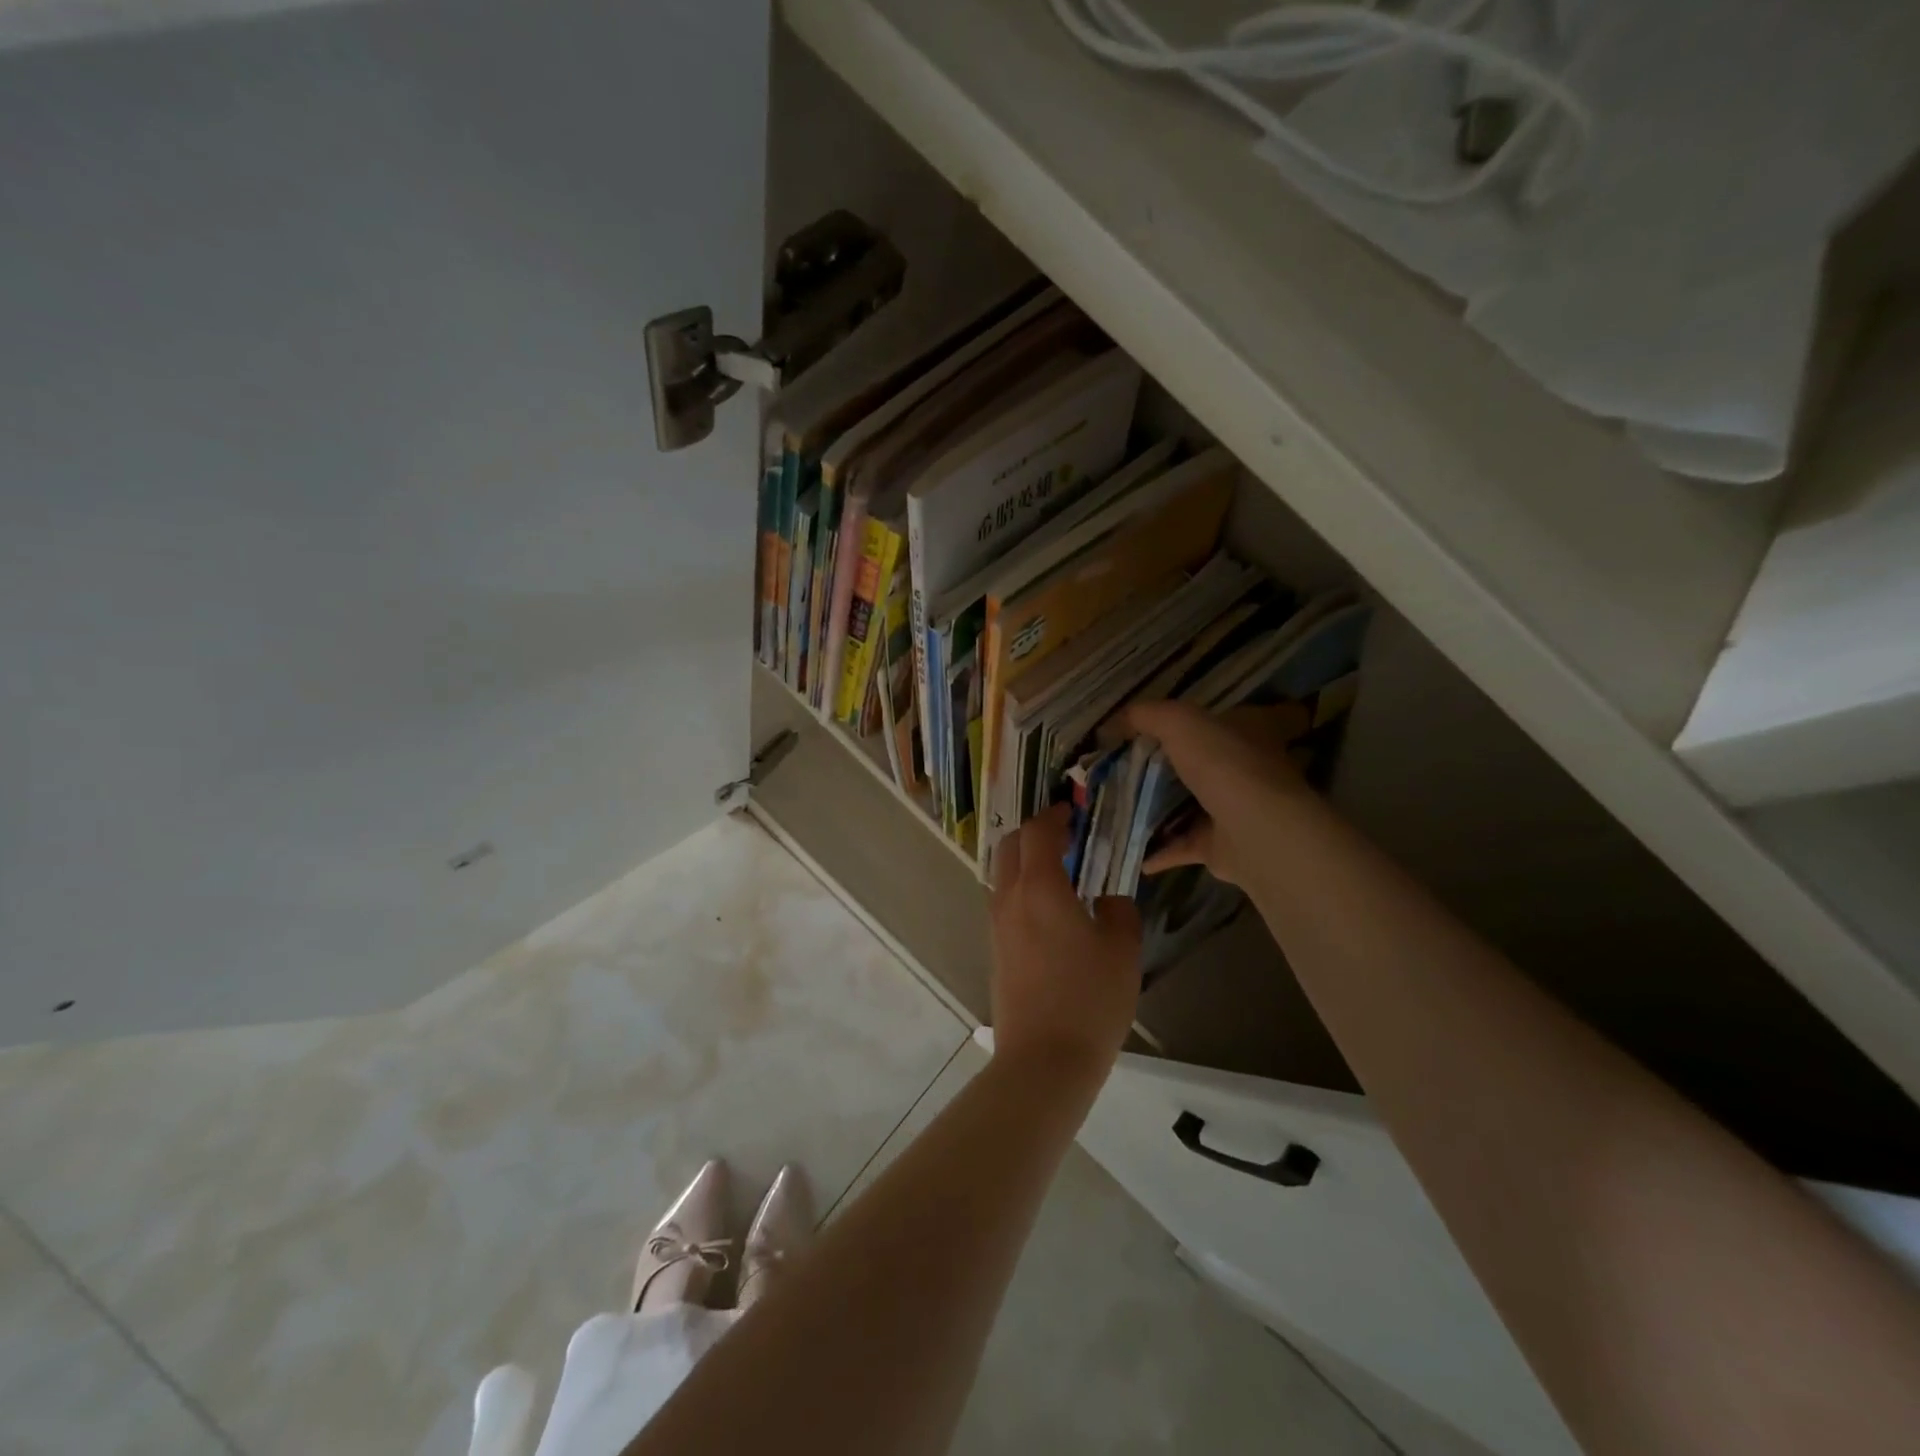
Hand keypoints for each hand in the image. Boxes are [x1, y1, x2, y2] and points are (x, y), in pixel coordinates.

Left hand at [989, 803, 1141, 1086]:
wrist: (1043, 1060)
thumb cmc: (1090, 999)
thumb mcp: (1122, 950)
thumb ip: (1119, 910)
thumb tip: (1108, 897)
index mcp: (1041, 888)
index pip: (1039, 832)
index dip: (1056, 815)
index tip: (1073, 811)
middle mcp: (1010, 898)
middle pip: (1010, 845)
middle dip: (1034, 832)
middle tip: (1066, 836)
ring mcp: (996, 924)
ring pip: (1002, 873)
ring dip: (1024, 860)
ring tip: (1059, 871)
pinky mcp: (994, 949)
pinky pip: (1003, 901)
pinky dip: (1020, 887)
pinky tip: (1048, 908)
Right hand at [1124, 700, 1312, 887]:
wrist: (1257, 831)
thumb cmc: (1224, 765)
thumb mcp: (1180, 722)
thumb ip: (1148, 715)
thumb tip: (1116, 721)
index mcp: (1245, 731)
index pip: (1218, 719)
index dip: (1187, 722)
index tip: (1149, 731)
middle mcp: (1245, 769)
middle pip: (1198, 764)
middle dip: (1164, 769)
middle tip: (1122, 771)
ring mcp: (1235, 810)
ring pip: (1189, 806)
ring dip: (1158, 811)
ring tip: (1120, 809)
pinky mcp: (1221, 846)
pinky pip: (1182, 845)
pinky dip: (1159, 850)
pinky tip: (1131, 850)